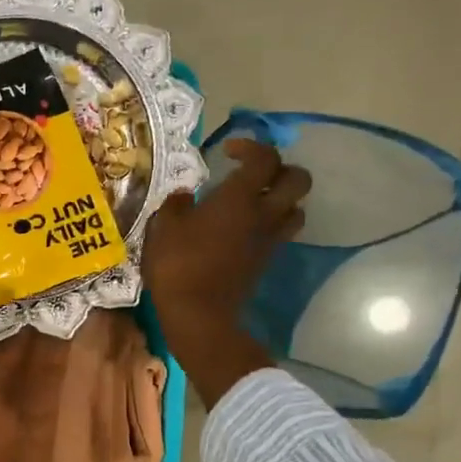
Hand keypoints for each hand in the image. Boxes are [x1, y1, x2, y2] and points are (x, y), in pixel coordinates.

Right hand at [144, 140, 311, 405]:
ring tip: (254, 202)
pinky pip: (281, 233)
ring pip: (296, 208)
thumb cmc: (177, 266)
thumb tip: (185, 196)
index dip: (251, 146)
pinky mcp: (266, 261)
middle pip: (298, 180)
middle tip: (252, 174)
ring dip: (281, 199)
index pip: (265, 158)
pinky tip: (244, 229)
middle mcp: (264, 214)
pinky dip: (270, 224)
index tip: (228, 152)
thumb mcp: (162, 229)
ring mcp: (269, 240)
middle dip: (280, 169)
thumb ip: (176, 205)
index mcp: (239, 198)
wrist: (198, 314)